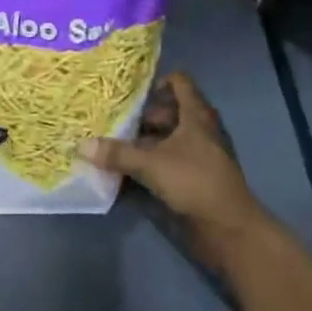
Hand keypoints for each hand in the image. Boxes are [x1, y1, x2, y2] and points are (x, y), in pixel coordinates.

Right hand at [79, 73, 267, 246]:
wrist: (229, 228)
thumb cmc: (194, 181)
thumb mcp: (151, 164)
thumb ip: (118, 154)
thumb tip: (82, 145)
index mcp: (195, 114)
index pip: (179, 82)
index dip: (156, 82)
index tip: (131, 94)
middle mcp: (199, 128)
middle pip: (169, 111)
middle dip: (142, 116)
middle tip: (114, 121)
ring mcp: (199, 154)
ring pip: (168, 137)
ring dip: (145, 141)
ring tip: (115, 145)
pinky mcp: (196, 177)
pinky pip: (170, 160)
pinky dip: (152, 161)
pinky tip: (129, 170)